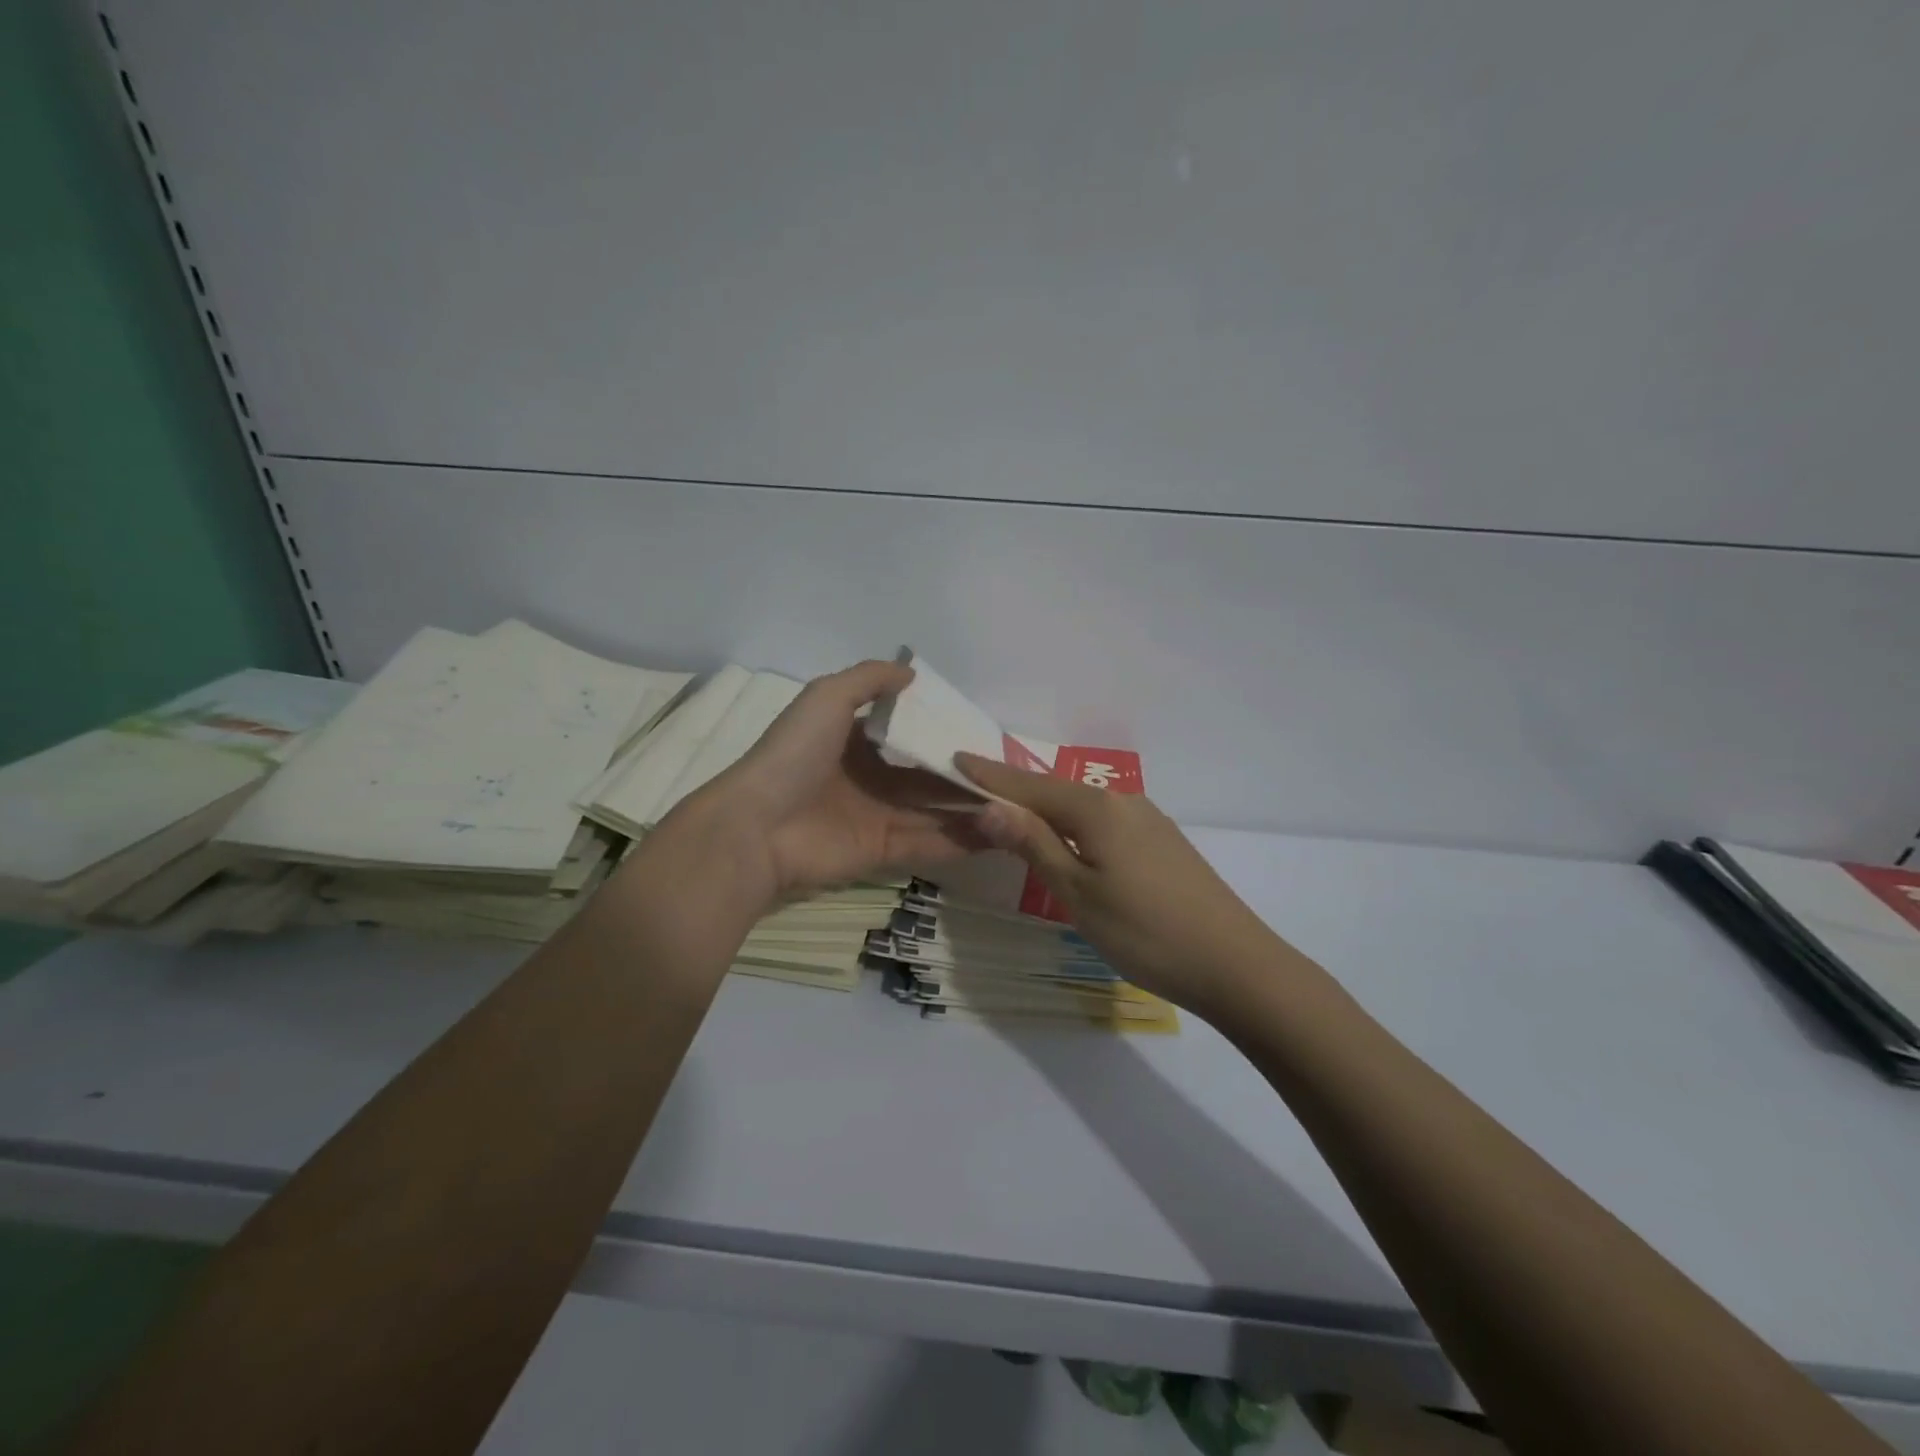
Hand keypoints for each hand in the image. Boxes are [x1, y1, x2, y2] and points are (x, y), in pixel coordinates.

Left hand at [677, 661, 987, 906]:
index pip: (908, 735)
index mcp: (855, 741)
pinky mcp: (883, 852)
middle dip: (964, 774)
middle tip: (1009, 772)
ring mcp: (877, 817)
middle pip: (927, 776)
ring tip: (1017, 803)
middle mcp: (870, 778)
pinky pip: (930, 843)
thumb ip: (868, 679)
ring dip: (971, 808)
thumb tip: (912, 674)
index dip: (942, 732)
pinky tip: (1001, 830)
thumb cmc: (794, 755)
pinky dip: (963, 839)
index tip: (982, 732)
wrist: (757, 827)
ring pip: (935, 811)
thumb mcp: (826, 697)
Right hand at [956, 754, 1281, 1015]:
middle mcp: (1122, 800)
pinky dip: (1073, 823)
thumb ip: (1034, 844)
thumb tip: (988, 805)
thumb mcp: (1078, 893)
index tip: (955, 758)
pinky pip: (1103, 820)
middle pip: (1055, 789)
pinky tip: (1067, 838)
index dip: (990, 776)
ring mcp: (1147, 819)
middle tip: (974, 788)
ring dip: (1044, 806)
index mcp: (1096, 808)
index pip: (1028, 785)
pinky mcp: (1162, 841)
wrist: (1235, 964)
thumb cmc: (1145, 933)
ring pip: (1081, 804)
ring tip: (1011, 812)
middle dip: (1014, 789)